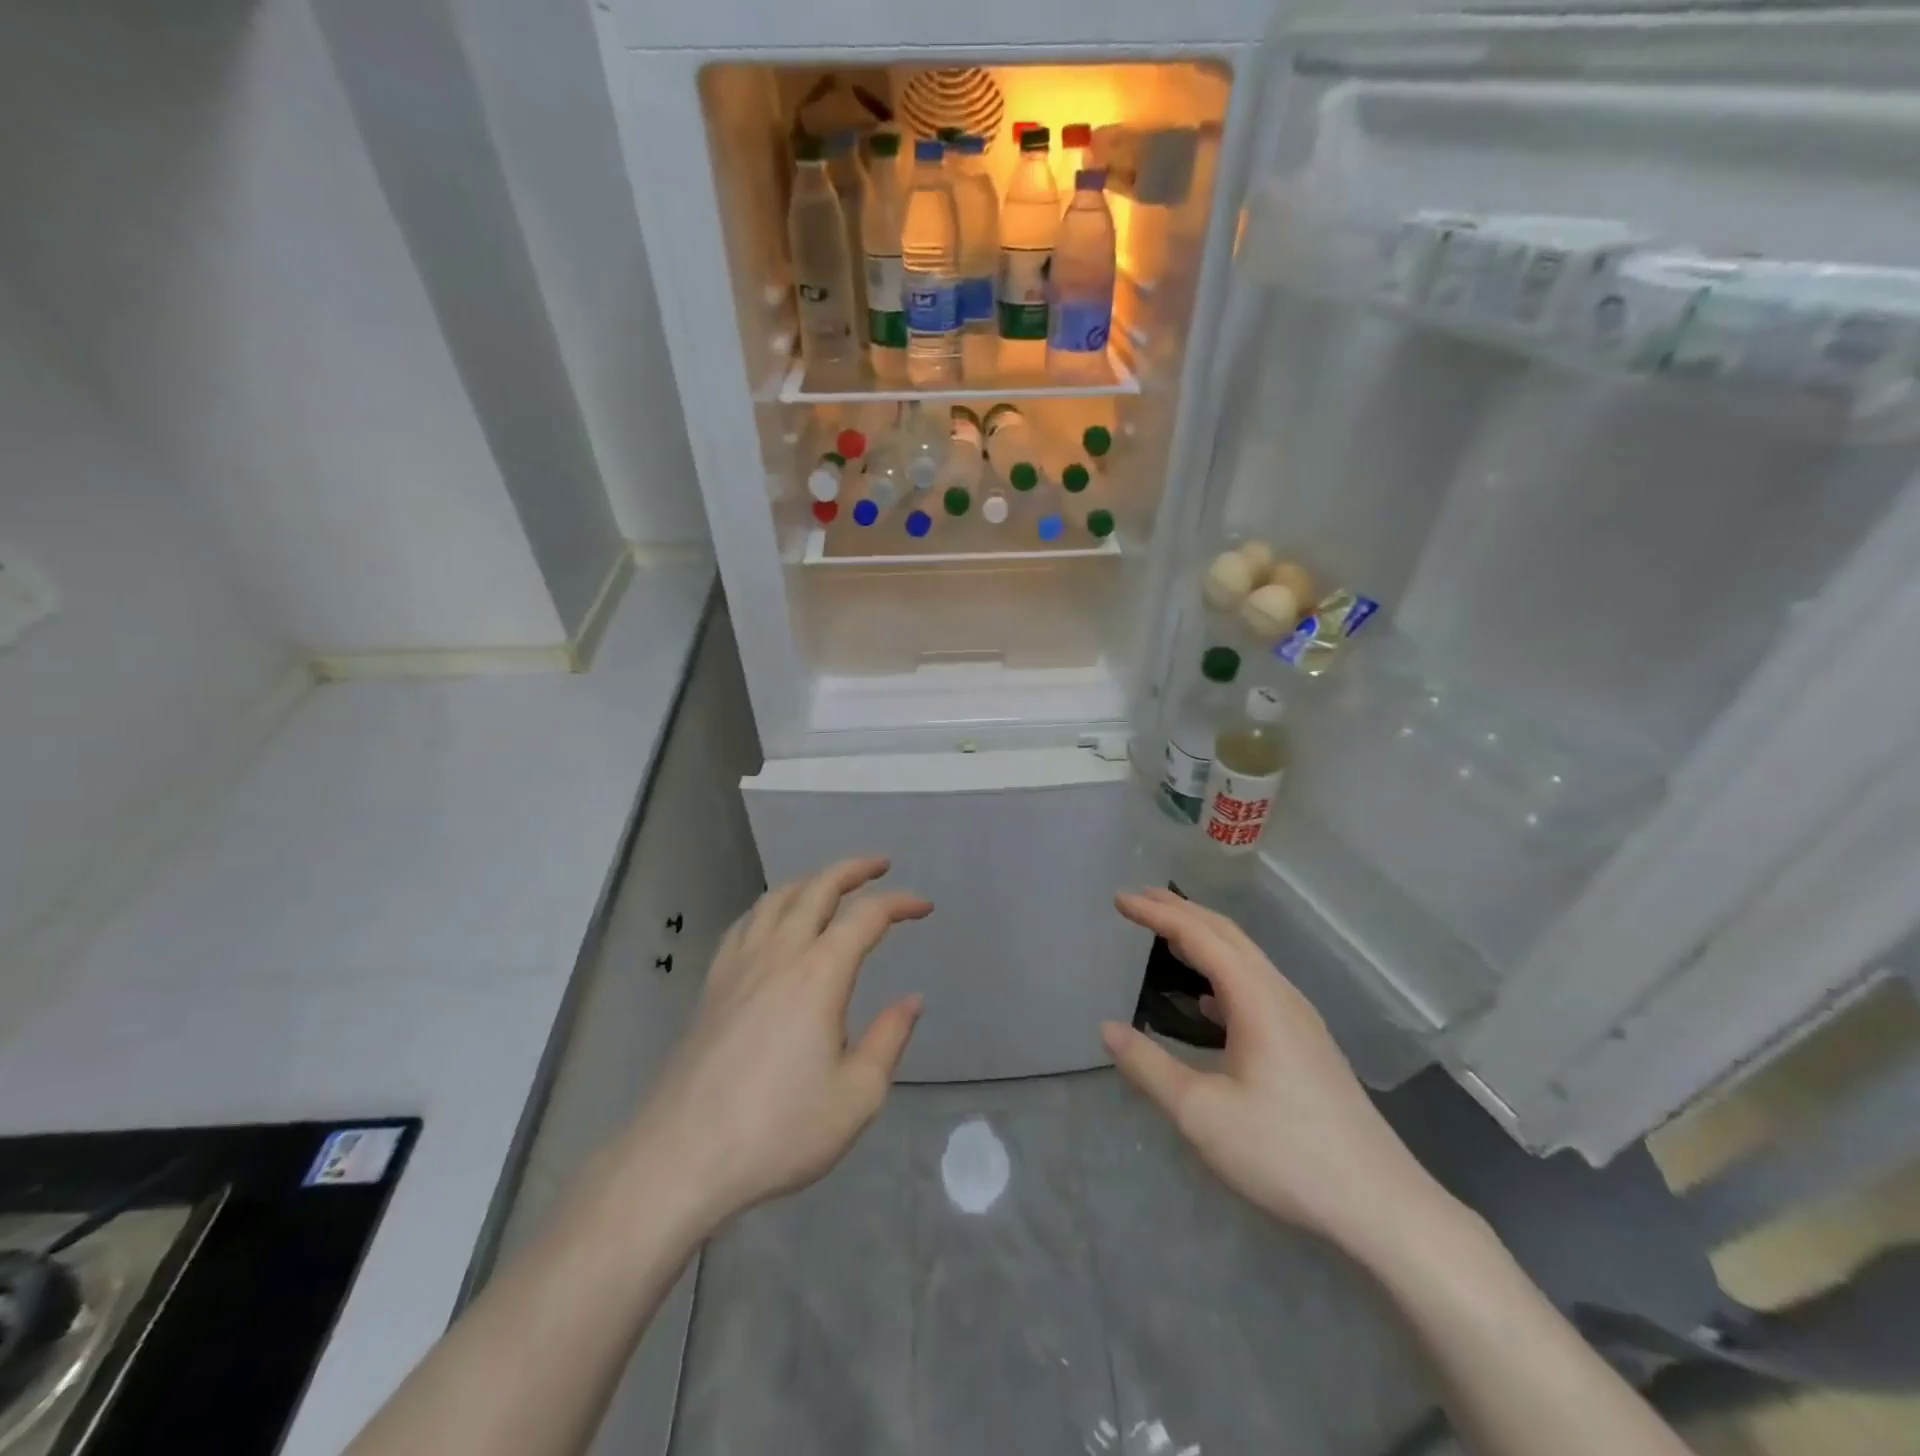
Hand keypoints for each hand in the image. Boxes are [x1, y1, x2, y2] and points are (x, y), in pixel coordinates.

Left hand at [621, 856, 930, 1230]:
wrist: (681, 1157)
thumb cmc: (779, 1130)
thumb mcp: (856, 1096)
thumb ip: (889, 1039)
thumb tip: (911, 1000)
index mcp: (819, 974)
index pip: (866, 917)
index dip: (899, 903)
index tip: (924, 907)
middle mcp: (778, 954)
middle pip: (817, 888)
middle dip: (852, 869)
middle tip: (879, 865)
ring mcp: (738, 966)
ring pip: (776, 898)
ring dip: (810, 881)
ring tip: (831, 884)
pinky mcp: (711, 985)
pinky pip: (745, 923)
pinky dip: (771, 906)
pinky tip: (773, 921)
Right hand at [1102, 889, 1445, 1255]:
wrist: (1379, 1204)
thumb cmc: (1284, 1152)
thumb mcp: (1201, 1113)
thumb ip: (1149, 1066)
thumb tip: (1106, 1029)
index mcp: (1255, 998)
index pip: (1198, 936)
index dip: (1156, 913)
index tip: (1119, 899)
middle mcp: (1280, 995)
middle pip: (1226, 934)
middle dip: (1180, 911)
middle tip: (1138, 898)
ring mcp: (1299, 1018)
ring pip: (1244, 957)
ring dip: (1203, 937)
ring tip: (1166, 934)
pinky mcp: (1306, 1042)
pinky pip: (1255, 983)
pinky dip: (1221, 970)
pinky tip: (1206, 999)